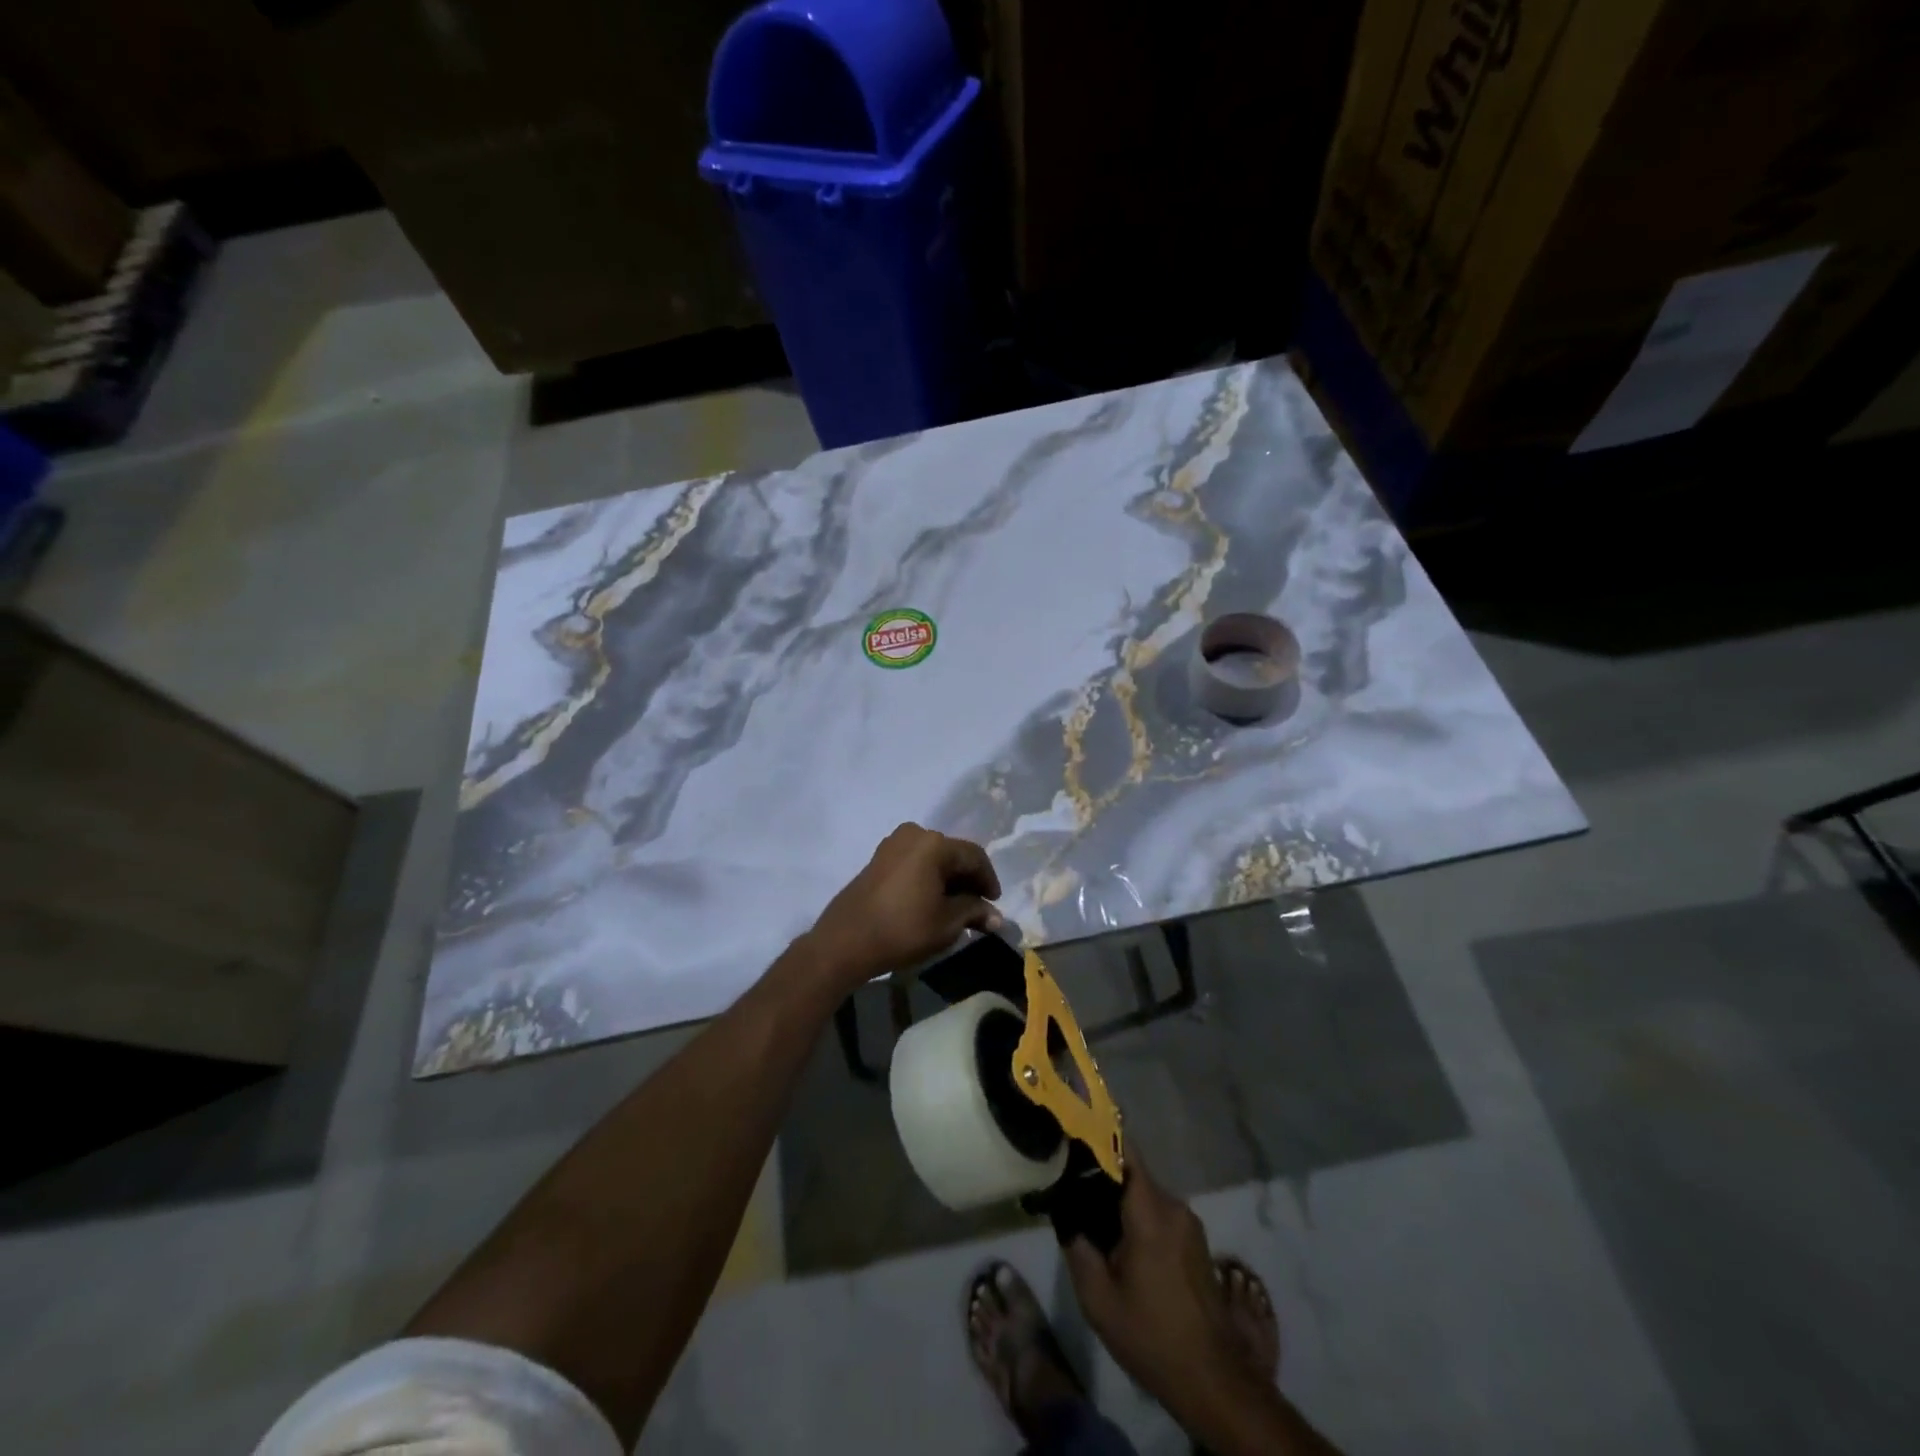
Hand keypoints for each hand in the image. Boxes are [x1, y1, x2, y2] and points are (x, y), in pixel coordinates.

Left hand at [802, 823, 1002, 993]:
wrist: (846, 941)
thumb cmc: (903, 929)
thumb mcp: (947, 923)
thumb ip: (974, 912)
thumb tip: (996, 916)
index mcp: (934, 844)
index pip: (974, 856)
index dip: (988, 880)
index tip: (994, 905)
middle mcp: (914, 834)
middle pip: (952, 854)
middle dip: (967, 880)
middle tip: (977, 908)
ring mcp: (892, 844)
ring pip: (932, 858)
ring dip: (947, 880)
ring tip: (955, 908)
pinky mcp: (878, 858)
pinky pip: (914, 862)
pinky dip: (928, 878)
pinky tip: (931, 901)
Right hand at [1063, 1158, 1265, 1442]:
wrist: (1214, 1381)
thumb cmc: (1152, 1336)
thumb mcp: (1098, 1299)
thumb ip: (1077, 1248)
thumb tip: (1066, 1214)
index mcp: (1151, 1211)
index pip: (1125, 1151)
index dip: (1098, 1140)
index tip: (1071, 1140)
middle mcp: (1174, 1206)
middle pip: (1132, 1175)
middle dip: (1103, 1181)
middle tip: (1073, 1197)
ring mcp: (1190, 1224)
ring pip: (1146, 1197)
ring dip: (1122, 1206)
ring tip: (1095, 1227)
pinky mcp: (1197, 1243)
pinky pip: (1161, 1215)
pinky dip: (1140, 1221)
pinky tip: (1123, 1250)